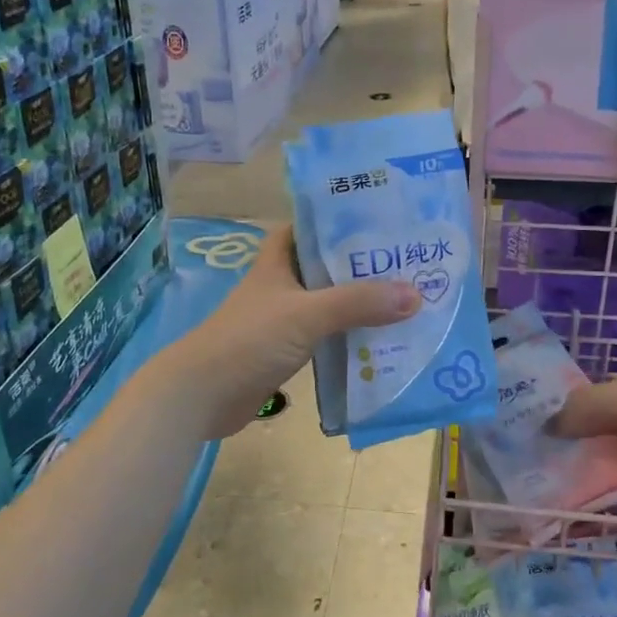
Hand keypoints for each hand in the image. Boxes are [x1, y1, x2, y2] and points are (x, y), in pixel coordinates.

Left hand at [155, 224, 421, 437]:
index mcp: (278, 261)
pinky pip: (325, 338)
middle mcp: (281, 285)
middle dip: (362, 266)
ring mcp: (282, 320)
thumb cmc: (250, 340)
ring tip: (406, 301)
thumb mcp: (307, 314)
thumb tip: (415, 294)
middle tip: (408, 263)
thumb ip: (358, 303)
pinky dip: (349, 338)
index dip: (340, 221)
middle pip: (326, 267)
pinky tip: (380, 342)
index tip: (381, 220)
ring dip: (359, 305)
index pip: (309, 228)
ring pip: (328, 304)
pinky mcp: (285, 352)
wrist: (201, 395)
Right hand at [549, 367, 616, 528]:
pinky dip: (602, 500)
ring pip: (609, 463)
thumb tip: (548, 426)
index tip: (537, 425)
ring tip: (544, 487)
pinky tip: (571, 507)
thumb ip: (583, 406)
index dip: (571, 408)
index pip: (601, 394)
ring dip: (584, 473)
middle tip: (534, 460)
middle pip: (602, 430)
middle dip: (573, 444)